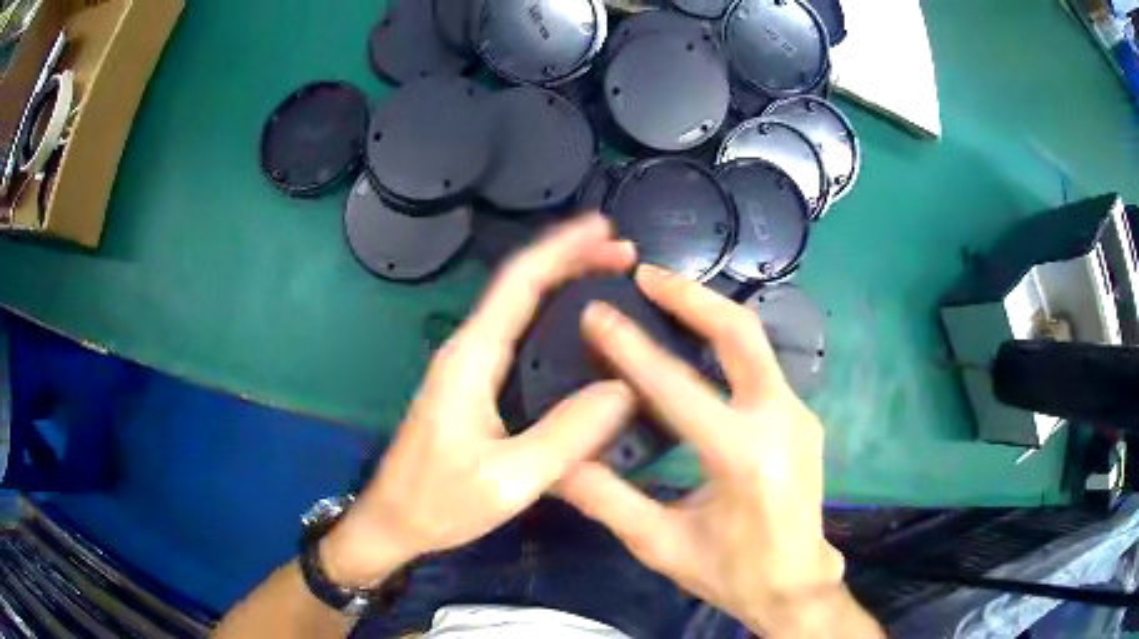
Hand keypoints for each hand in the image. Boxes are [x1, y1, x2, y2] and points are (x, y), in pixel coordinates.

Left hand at [323, 213, 638, 587]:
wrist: (394, 521)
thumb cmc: (441, 501)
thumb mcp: (509, 479)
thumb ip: (567, 436)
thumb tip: (624, 388)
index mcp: (472, 358)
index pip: (519, 282)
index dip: (562, 247)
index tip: (604, 227)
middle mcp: (468, 350)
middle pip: (520, 285)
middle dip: (570, 258)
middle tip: (623, 255)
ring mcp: (467, 367)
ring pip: (518, 307)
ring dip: (561, 283)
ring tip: (609, 277)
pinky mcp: (472, 385)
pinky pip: (516, 334)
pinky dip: (550, 316)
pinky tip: (576, 329)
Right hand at [557, 265, 877, 636]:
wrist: (796, 586)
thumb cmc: (731, 573)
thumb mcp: (661, 544)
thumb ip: (606, 499)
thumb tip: (555, 466)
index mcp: (742, 455)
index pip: (677, 386)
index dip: (630, 347)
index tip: (596, 312)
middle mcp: (780, 420)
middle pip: (740, 334)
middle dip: (691, 297)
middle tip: (647, 275)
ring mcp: (798, 415)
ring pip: (755, 345)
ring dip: (710, 315)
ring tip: (666, 298)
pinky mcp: (802, 418)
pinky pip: (761, 368)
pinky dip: (727, 346)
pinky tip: (698, 348)